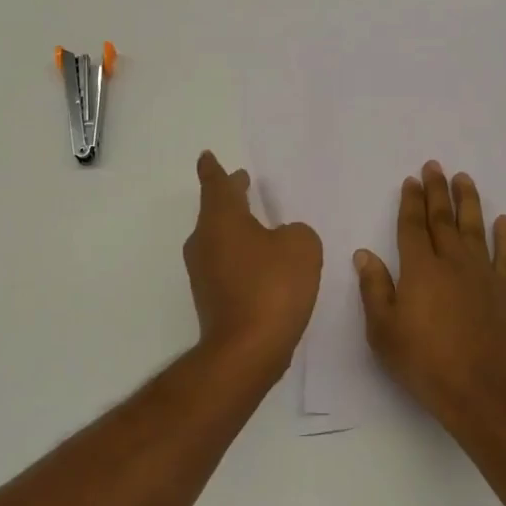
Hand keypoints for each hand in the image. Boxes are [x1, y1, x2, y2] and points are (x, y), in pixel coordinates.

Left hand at [183, 151, 323, 379]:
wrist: (246, 350)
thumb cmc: (272, 287)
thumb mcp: (301, 246)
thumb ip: (295, 232)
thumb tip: (282, 238)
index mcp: (221, 219)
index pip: (215, 183)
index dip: (213, 168)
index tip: (206, 156)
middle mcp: (204, 241)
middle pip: (216, 210)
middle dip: (230, 196)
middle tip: (242, 183)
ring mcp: (203, 272)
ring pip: (219, 238)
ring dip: (237, 228)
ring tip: (260, 225)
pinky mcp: (210, 298)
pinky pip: (225, 264)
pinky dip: (241, 257)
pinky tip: (262, 266)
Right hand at [356, 162, 505, 433]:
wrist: (480, 392)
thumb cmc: (424, 362)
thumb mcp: (383, 331)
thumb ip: (374, 289)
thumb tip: (364, 254)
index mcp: (419, 269)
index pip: (412, 226)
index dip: (410, 201)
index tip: (411, 180)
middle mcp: (452, 263)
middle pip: (443, 219)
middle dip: (437, 191)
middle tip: (435, 166)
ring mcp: (482, 275)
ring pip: (474, 229)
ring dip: (469, 202)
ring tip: (464, 179)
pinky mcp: (504, 292)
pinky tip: (504, 221)